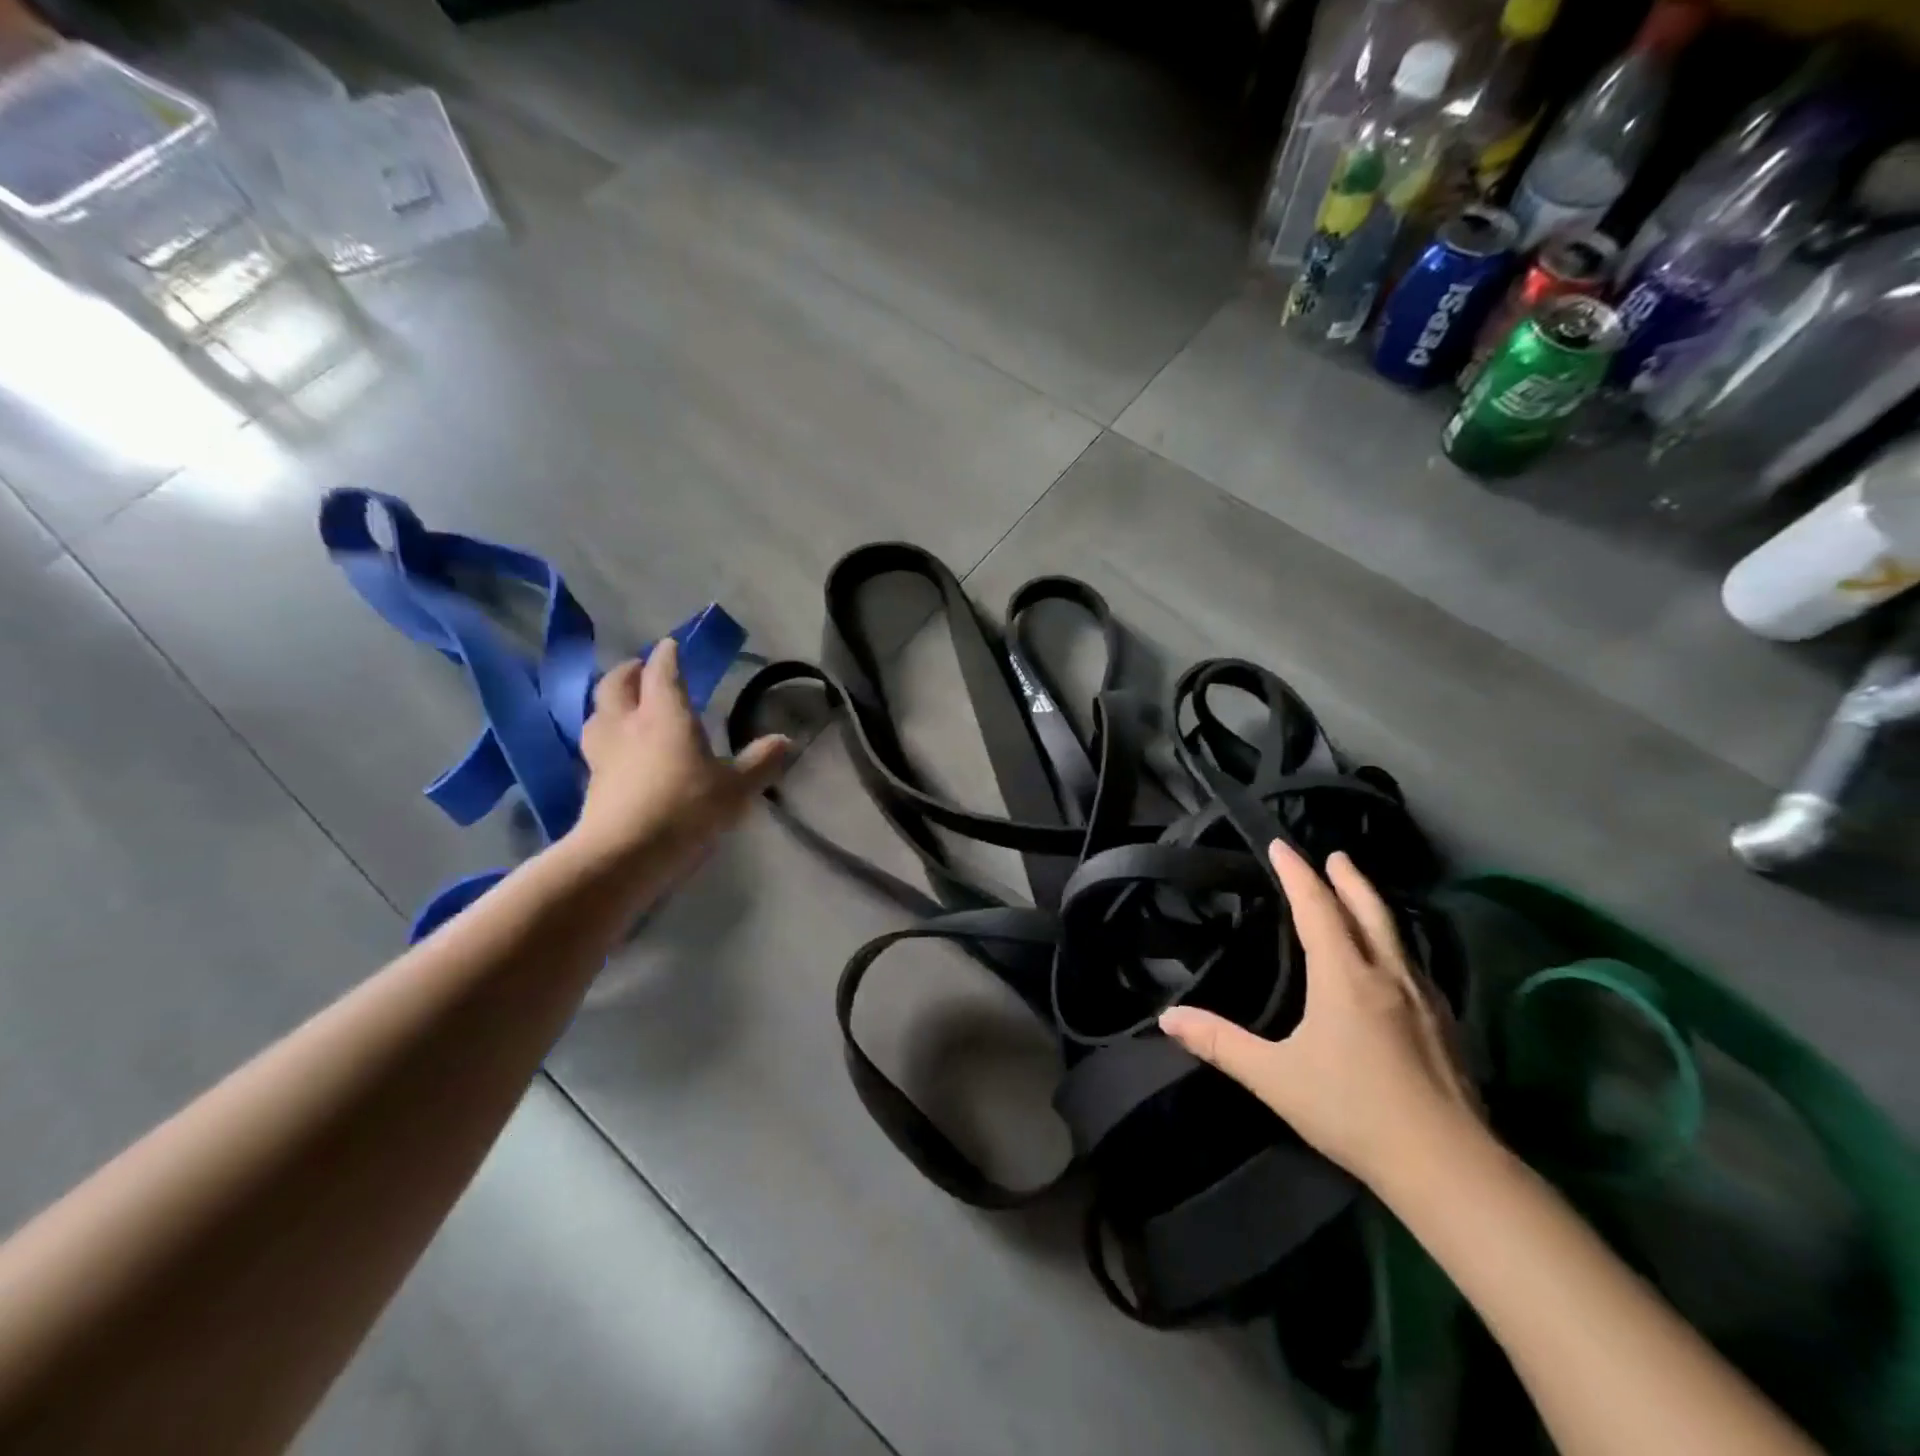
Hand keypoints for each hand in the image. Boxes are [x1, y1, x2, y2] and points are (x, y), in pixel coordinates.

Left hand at [572, 639, 788, 866]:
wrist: (624, 854)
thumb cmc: (685, 809)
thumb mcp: (736, 789)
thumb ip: (760, 762)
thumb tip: (787, 740)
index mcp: (665, 714)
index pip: (663, 671)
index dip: (668, 655)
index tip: (672, 645)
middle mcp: (628, 723)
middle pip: (617, 684)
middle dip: (630, 671)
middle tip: (642, 669)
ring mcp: (603, 752)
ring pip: (598, 712)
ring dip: (610, 701)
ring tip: (623, 705)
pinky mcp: (591, 781)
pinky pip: (594, 744)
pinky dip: (604, 735)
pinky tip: (616, 749)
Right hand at [1159, 840, 1478, 1186]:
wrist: (1447, 1166)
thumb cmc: (1352, 1111)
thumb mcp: (1274, 1077)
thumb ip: (1220, 1043)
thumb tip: (1168, 1017)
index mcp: (1344, 976)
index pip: (1316, 908)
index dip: (1297, 874)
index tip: (1281, 845)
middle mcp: (1387, 974)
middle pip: (1367, 910)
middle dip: (1348, 879)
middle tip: (1335, 855)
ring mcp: (1424, 999)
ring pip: (1396, 936)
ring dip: (1373, 908)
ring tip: (1360, 897)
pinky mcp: (1447, 1026)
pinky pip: (1415, 964)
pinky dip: (1394, 944)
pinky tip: (1394, 964)